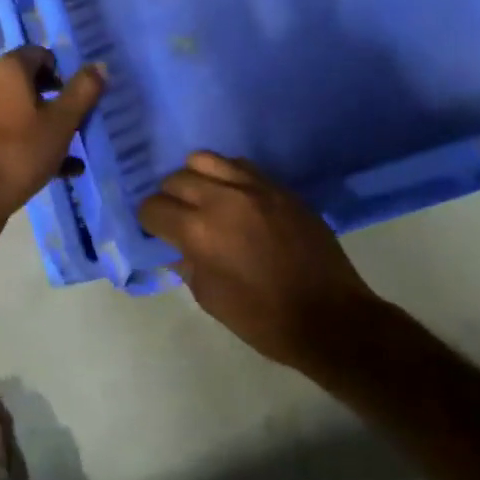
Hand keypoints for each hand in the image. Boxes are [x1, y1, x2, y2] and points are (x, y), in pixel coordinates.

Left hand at [0, 47, 105, 244]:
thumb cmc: (22, 149)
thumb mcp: (63, 121)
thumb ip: (83, 91)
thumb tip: (99, 65)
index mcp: (8, 69)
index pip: (40, 54)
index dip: (64, 72)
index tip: (81, 95)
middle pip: (29, 82)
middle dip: (57, 100)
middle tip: (79, 120)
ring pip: (21, 110)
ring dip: (47, 125)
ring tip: (73, 148)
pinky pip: (9, 132)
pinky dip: (31, 142)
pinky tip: (59, 169)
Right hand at [138, 152, 391, 379]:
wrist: (329, 317)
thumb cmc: (263, 319)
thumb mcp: (210, 299)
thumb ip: (187, 264)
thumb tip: (177, 247)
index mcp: (199, 232)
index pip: (153, 207)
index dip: (150, 222)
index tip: (157, 233)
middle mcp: (222, 200)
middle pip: (176, 179)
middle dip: (169, 198)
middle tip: (178, 219)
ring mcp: (255, 188)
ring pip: (206, 160)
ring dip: (196, 178)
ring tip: (204, 200)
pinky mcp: (281, 188)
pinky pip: (241, 166)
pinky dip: (227, 177)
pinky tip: (234, 199)